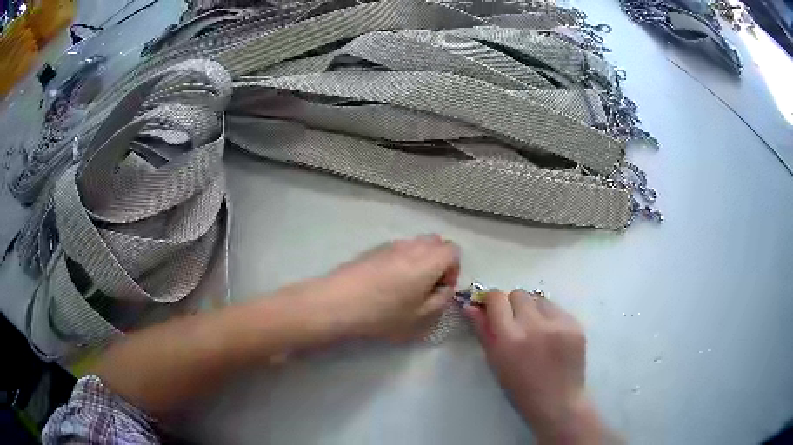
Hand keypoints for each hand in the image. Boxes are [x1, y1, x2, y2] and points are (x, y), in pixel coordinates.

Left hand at [312, 235, 459, 339]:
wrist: (338, 302)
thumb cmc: (383, 313)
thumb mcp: (421, 317)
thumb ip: (441, 301)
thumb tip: (443, 289)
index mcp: (429, 260)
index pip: (454, 251)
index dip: (453, 271)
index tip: (440, 290)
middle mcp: (412, 246)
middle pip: (436, 243)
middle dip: (438, 262)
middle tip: (426, 287)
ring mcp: (391, 244)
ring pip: (416, 245)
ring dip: (419, 262)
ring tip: (405, 287)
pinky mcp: (373, 249)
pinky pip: (398, 249)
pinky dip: (401, 261)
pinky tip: (385, 283)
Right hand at [464, 290, 605, 443]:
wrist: (558, 401)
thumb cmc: (520, 388)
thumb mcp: (495, 362)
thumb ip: (483, 331)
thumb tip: (470, 306)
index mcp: (509, 339)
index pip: (497, 298)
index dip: (492, 300)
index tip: (492, 308)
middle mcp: (534, 326)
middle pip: (518, 294)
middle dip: (513, 305)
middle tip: (515, 322)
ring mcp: (558, 324)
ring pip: (538, 299)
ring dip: (533, 309)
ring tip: (536, 329)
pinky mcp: (575, 324)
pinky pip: (557, 309)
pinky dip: (550, 318)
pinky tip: (551, 336)